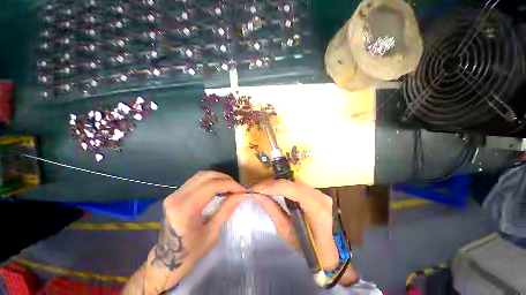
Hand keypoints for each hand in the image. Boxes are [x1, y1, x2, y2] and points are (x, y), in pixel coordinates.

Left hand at [123, 171, 245, 294]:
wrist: (165, 261)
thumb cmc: (190, 253)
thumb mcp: (212, 233)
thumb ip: (226, 209)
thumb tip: (240, 195)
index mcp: (185, 209)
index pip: (212, 186)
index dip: (230, 184)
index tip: (242, 190)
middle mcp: (177, 197)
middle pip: (206, 176)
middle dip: (225, 179)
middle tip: (236, 187)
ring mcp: (174, 194)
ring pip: (201, 176)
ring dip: (218, 178)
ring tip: (229, 186)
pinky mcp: (175, 195)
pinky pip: (196, 181)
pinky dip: (210, 181)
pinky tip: (218, 187)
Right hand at [251, 179, 338, 270]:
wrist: (328, 250)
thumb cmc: (308, 247)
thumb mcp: (286, 231)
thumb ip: (272, 210)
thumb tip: (257, 195)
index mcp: (316, 209)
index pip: (292, 189)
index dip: (272, 186)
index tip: (255, 188)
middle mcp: (320, 196)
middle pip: (292, 183)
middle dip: (272, 184)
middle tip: (256, 188)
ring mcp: (320, 192)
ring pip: (293, 182)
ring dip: (277, 184)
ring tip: (262, 188)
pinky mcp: (317, 192)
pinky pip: (296, 185)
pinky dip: (284, 185)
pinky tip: (274, 188)